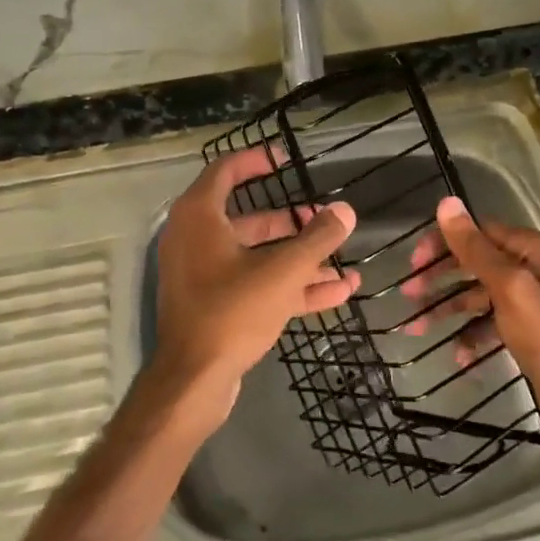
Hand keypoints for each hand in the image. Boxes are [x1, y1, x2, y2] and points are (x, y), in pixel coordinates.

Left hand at [150, 147, 358, 429]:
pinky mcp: (217, 305)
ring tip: (342, 259)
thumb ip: (316, 238)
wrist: (194, 381)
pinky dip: (291, 286)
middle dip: (292, 221)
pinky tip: (338, 292)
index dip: (255, 161)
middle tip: (324, 219)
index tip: (285, 159)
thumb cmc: (232, 311)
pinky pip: (257, 284)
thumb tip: (345, 210)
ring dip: (299, 258)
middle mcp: (197, 239)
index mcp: (199, 217)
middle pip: (250, 219)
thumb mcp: (282, 271)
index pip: (225, 171)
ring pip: (258, 256)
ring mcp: (206, 275)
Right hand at [405, 197, 539, 448]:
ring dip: (447, 310)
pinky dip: (470, 335)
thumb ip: (474, 247)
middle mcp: (528, 268)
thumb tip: (446, 202)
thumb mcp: (507, 286)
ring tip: (416, 330)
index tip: (413, 264)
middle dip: (439, 279)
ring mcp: (526, 300)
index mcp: (528, 249)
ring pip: (475, 296)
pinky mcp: (524, 330)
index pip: (475, 232)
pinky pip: (487, 324)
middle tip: (408, 295)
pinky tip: (458, 355)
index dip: (442, 244)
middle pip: (472, 263)